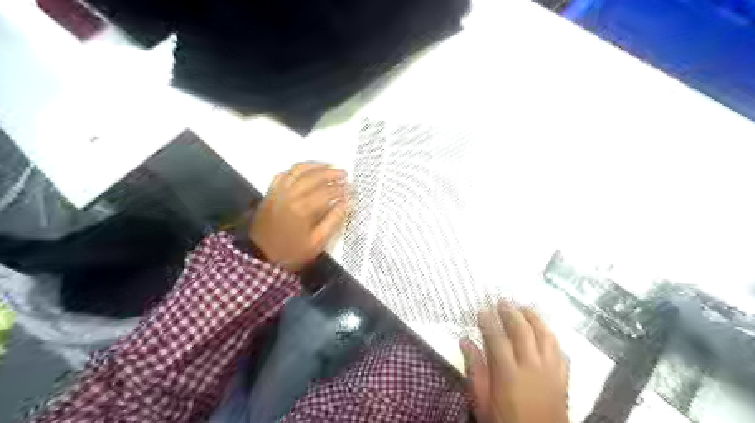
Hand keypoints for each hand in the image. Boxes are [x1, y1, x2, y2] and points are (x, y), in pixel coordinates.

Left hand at [252, 162, 349, 270]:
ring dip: (315, 165)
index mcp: (302, 209)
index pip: (326, 192)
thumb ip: (332, 221)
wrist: (260, 257)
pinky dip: (296, 170)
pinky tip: (306, 171)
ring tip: (329, 166)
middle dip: (331, 173)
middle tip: (344, 174)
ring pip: (298, 170)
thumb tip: (346, 204)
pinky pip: (284, 174)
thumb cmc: (291, 252)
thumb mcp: (316, 243)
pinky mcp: (270, 192)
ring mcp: (278, 192)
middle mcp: (290, 195)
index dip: (341, 189)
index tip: (351, 190)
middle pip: (314, 177)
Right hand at [460, 300, 565, 421]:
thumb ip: (475, 370)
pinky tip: (544, 332)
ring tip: (524, 308)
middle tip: (502, 301)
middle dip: (511, 312)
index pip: (497, 338)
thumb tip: (465, 341)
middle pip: (523, 331)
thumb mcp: (482, 401)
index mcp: (509, 374)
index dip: (488, 321)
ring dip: (534, 318)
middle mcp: (532, 368)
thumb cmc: (505, 422)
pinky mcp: (563, 377)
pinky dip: (551, 336)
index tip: (482, 310)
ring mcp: (551, 371)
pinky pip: (560, 350)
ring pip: (545, 335)